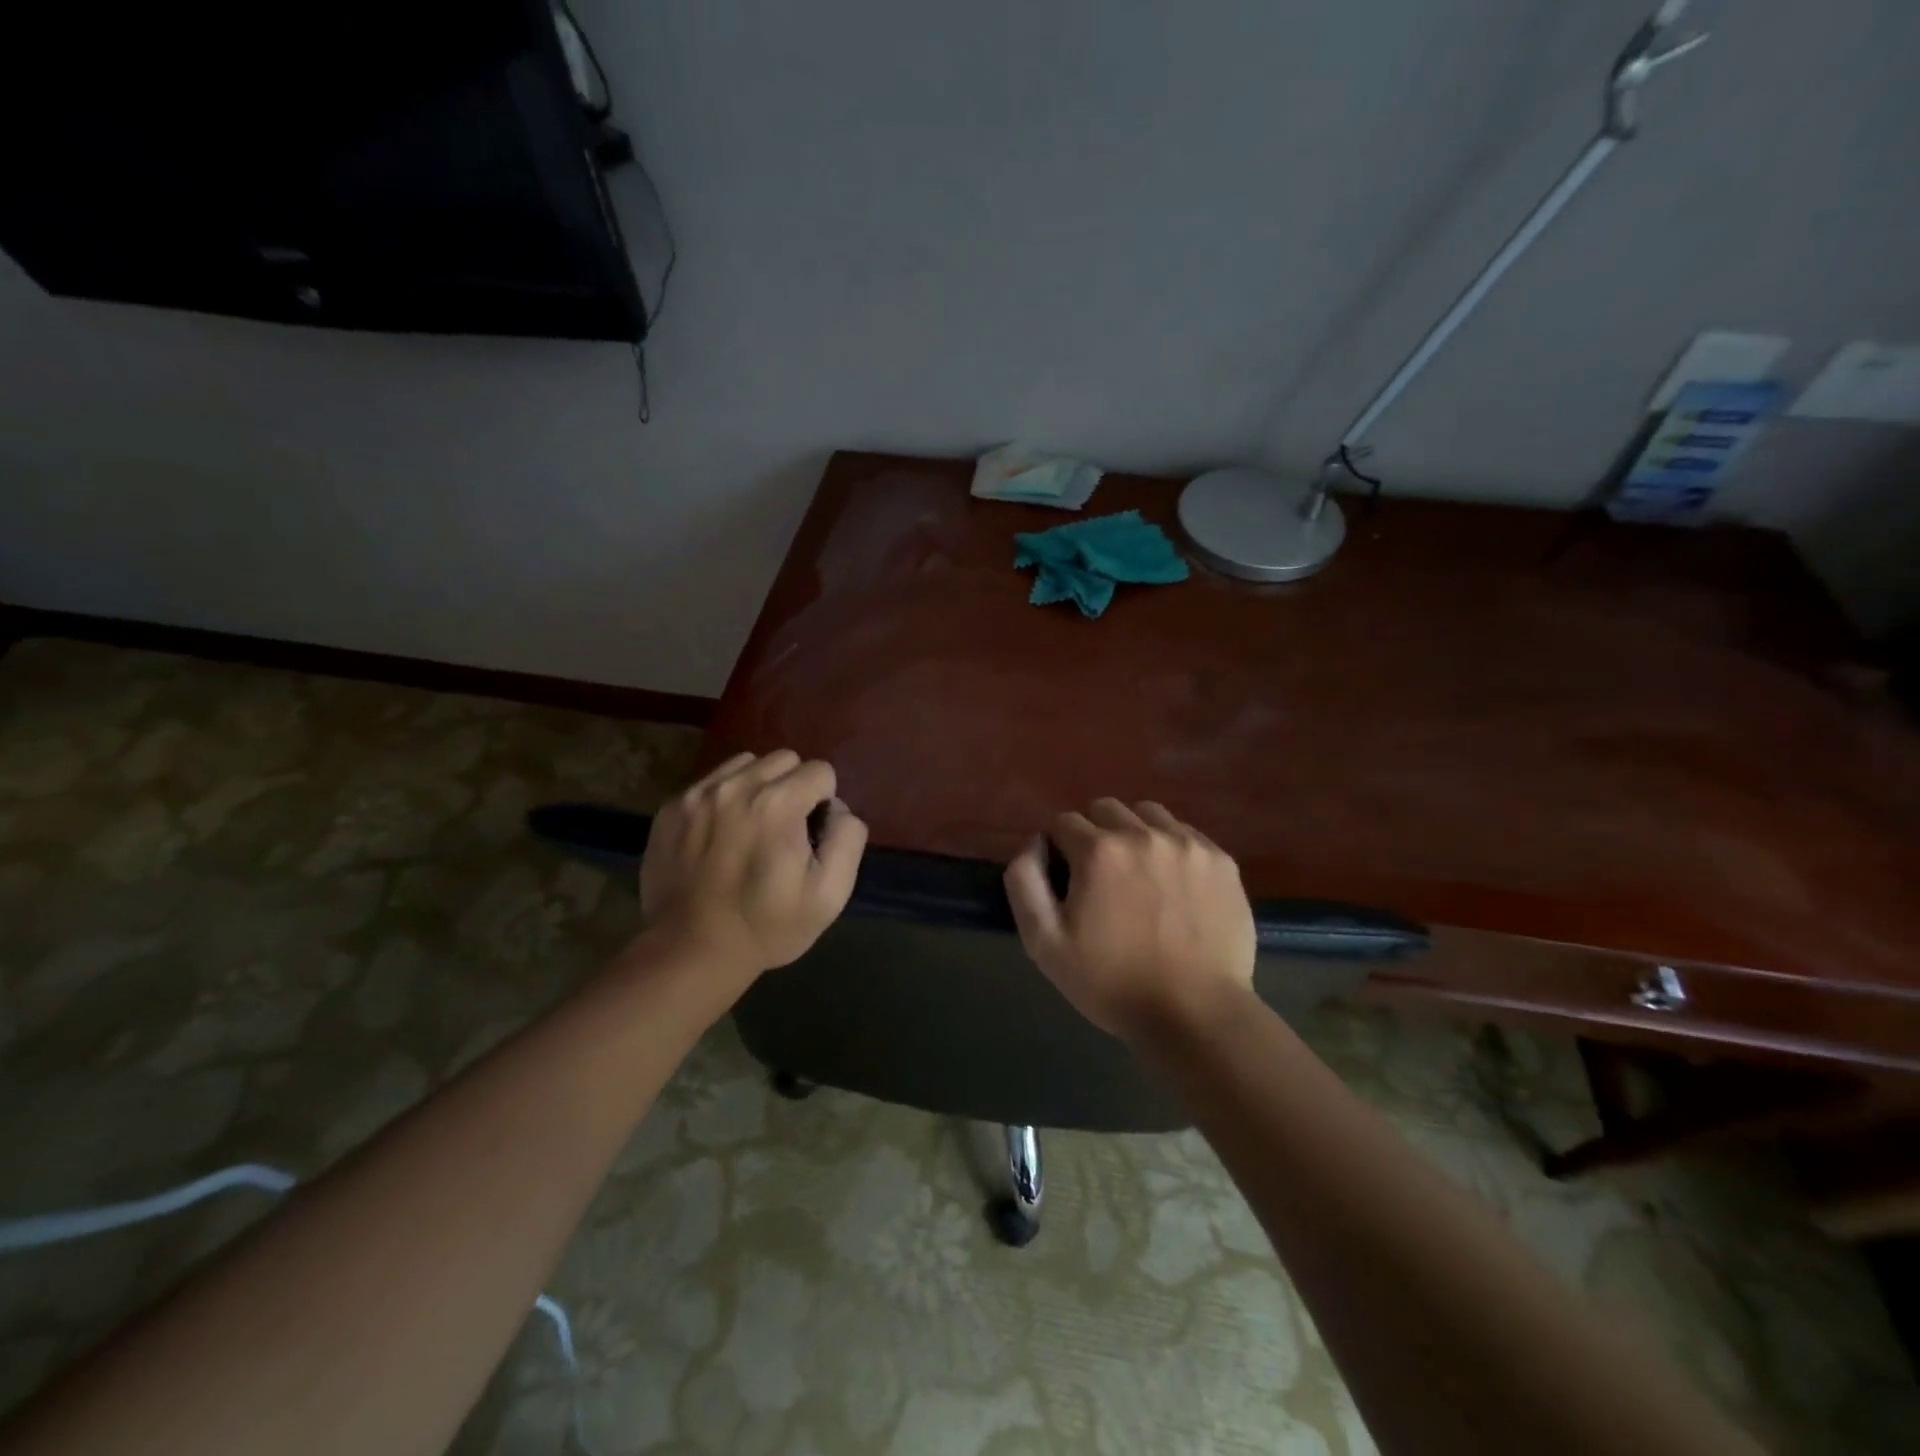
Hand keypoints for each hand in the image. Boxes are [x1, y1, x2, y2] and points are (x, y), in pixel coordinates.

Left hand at [639, 750, 867, 990]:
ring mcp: (698, 794)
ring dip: (759, 786)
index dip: (824, 801)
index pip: (820, 771)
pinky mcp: (671, 808)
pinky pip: (711, 782)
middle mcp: (737, 787)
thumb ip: (847, 838)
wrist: (690, 951)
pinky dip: (724, 797)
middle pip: (784, 759)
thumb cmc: (767, 926)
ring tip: (753, 825)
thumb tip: (837, 809)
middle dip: (794, 786)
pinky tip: (721, 834)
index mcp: (778, 804)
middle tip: (785, 828)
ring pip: (746, 764)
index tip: (811, 834)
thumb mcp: (829, 894)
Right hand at [1003, 798, 1255, 1041]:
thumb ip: (1024, 881)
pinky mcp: (1221, 861)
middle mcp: (1143, 834)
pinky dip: (1171, 847)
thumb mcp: (1044, 942)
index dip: (1058, 849)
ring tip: (1138, 874)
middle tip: (1100, 878)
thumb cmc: (1111, 982)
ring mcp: (1188, 844)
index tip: (1068, 882)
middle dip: (1094, 834)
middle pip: (1105, 809)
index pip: (1063, 822)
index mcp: (1098, 851)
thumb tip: (1035, 842)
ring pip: (1147, 814)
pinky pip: (1185, 833)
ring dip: (1133, 833)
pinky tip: (1173, 884)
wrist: (1195, 1014)